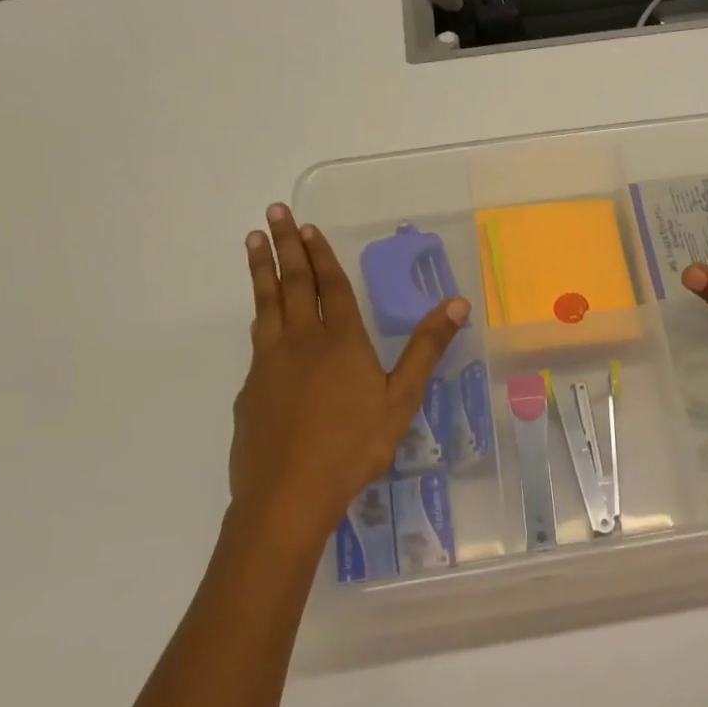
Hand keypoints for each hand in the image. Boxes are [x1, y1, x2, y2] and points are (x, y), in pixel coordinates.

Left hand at [230, 204, 466, 540]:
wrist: (288, 494)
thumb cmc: (354, 446)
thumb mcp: (402, 398)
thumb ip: (426, 348)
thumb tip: (456, 302)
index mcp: (341, 342)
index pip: (331, 287)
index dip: (321, 255)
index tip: (307, 227)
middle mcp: (302, 342)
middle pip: (293, 284)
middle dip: (286, 246)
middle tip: (274, 211)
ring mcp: (270, 364)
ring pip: (266, 305)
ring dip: (261, 270)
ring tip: (254, 240)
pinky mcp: (251, 389)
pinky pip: (257, 340)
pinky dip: (259, 315)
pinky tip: (260, 320)